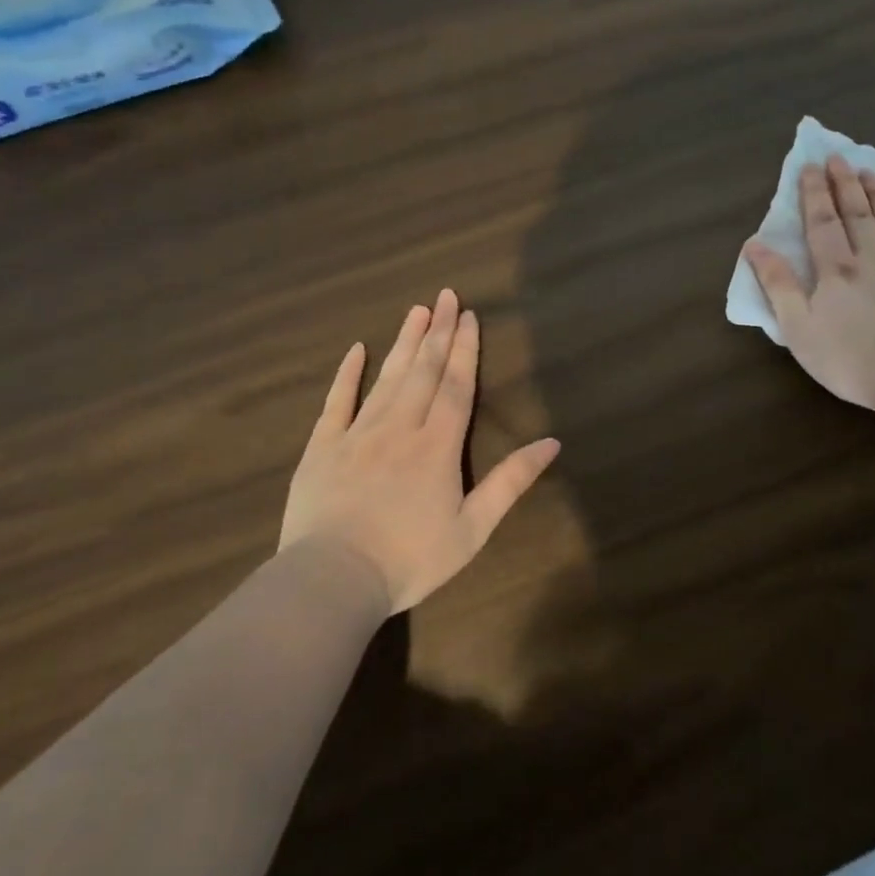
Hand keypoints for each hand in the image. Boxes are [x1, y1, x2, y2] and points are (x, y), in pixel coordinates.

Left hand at [279, 290, 560, 613]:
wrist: (333, 579)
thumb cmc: (410, 559)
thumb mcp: (472, 529)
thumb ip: (510, 483)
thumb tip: (552, 443)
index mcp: (437, 446)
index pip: (456, 386)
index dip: (464, 349)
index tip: (469, 315)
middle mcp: (399, 427)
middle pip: (423, 371)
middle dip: (437, 332)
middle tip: (445, 296)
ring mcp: (357, 434)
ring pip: (386, 378)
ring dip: (403, 343)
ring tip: (415, 311)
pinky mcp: (323, 447)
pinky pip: (337, 402)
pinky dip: (347, 374)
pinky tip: (356, 350)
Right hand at [743, 154, 874, 408]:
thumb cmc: (850, 361)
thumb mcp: (799, 329)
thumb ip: (778, 285)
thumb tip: (755, 245)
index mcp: (837, 272)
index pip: (822, 224)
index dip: (814, 194)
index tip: (811, 166)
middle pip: (859, 216)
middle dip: (846, 185)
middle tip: (840, 158)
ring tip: (872, 173)